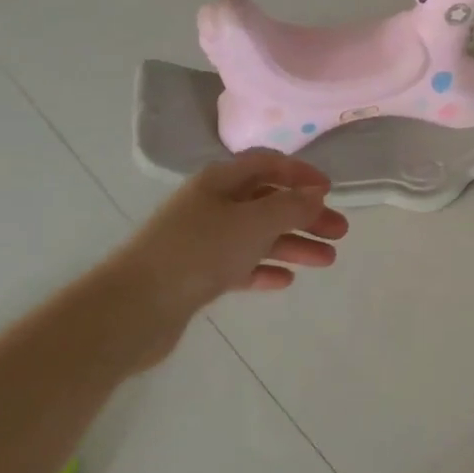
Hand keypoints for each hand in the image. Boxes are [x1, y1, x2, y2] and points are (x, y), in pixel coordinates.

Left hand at [103, 151, 348, 369]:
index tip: (330, 190)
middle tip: (339, 232)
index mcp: (220, 181)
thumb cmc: (199, 251)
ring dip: (293, 244)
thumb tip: (315, 192)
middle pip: (267, 202)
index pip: (267, 163)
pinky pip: (239, 266)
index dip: (300, 173)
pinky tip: (285, 281)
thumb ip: (291, 206)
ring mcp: (202, 241)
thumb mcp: (254, 222)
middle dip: (305, 215)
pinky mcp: (196, 275)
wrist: (134, 308)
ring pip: (258, 236)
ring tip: (327, 261)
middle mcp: (211, 205)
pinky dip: (264, 269)